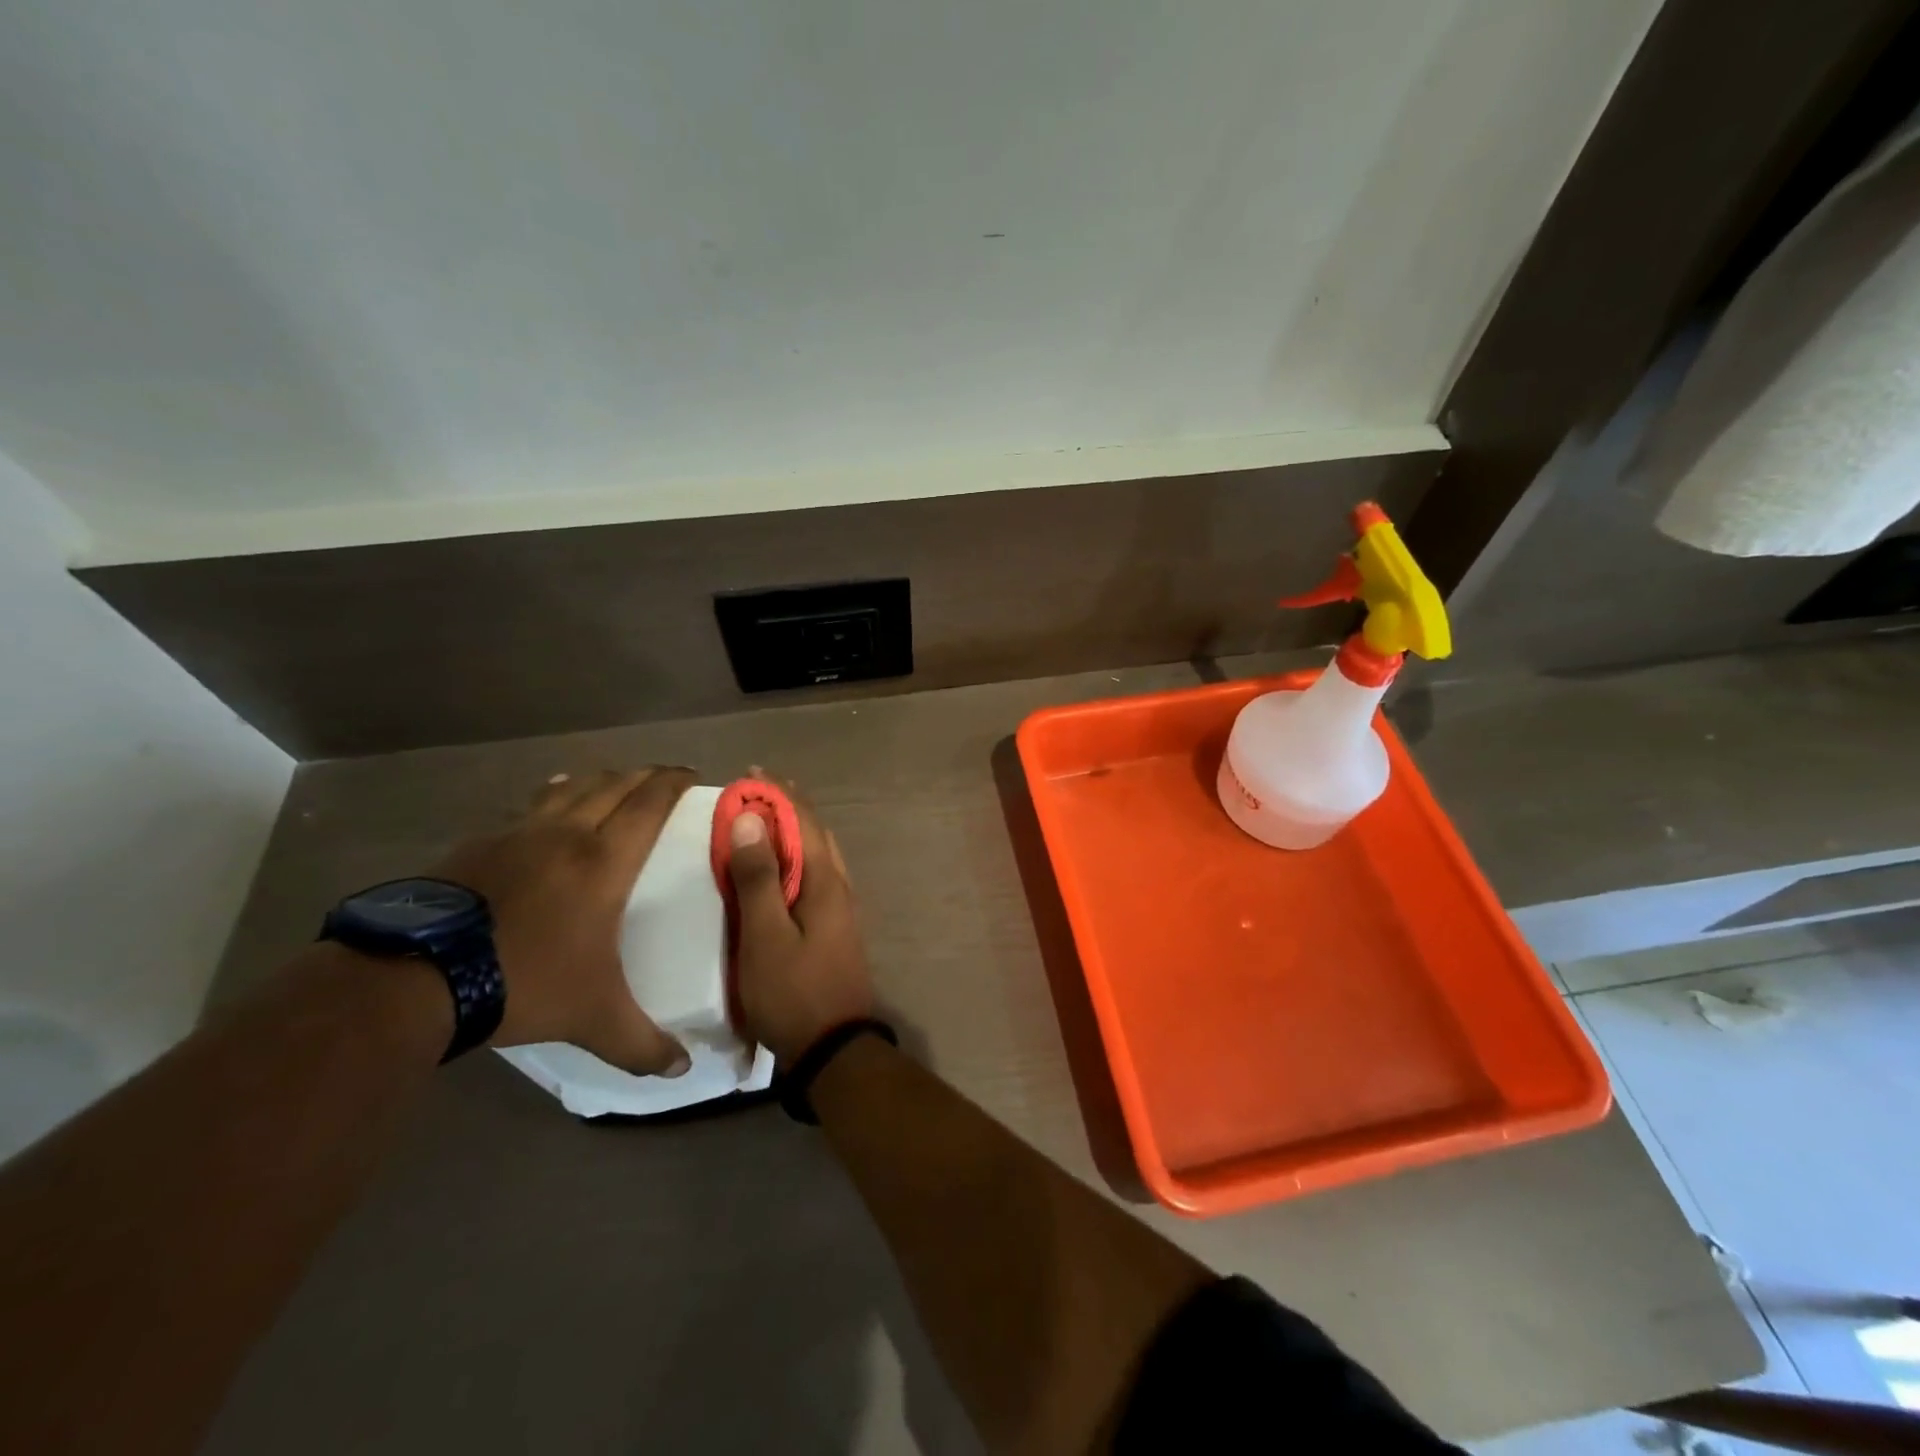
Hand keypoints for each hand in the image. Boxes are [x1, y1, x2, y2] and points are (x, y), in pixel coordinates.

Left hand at [434, 767, 695, 1075]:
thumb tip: (683, 1070)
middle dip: (643, 775)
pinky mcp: (478, 844)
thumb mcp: (593, 1019)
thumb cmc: (524, 983)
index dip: (673, 783)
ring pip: (570, 788)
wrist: (416, 978)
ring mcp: (518, 834)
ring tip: (611, 782)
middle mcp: (566, 835)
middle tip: (662, 778)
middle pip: (613, 785)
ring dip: (598, 780)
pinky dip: (551, 796)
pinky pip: (528, 807)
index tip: (691, 774)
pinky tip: (547, 805)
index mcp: (603, 862)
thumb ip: (642, 1044)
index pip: (649, 804)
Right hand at [726, 780, 874, 1065]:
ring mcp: (840, 908)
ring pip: (818, 854)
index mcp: (825, 881)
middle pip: (814, 833)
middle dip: (788, 807)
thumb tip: (752, 818)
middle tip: (755, 792)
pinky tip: (780, 870)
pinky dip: (796, 858)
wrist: (834, 1048)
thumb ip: (759, 878)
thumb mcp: (765, 935)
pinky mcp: (834, 927)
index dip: (778, 795)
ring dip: (793, 832)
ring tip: (764, 822)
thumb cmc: (793, 991)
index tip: (752, 773)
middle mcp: (839, 886)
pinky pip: (815, 876)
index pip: (802, 822)